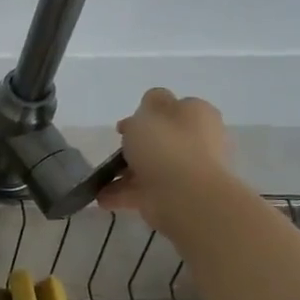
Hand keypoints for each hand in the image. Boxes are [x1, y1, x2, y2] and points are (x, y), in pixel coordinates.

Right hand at [97, 87, 238, 237]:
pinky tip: (102, 197)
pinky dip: (123, 193)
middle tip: (116, 148)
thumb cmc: (166, 145)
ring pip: (152, 166)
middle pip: (162, 138)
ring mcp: (188, 172)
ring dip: (126, 172)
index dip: (148, 113)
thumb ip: (150, 102)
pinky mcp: (175, 197)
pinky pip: (144, 191)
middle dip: (137, 144)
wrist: (185, 196)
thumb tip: (152, 108)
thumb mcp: (151, 109)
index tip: (125, 125)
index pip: (174, 108)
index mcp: (197, 116)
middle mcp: (198, 142)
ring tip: (101, 178)